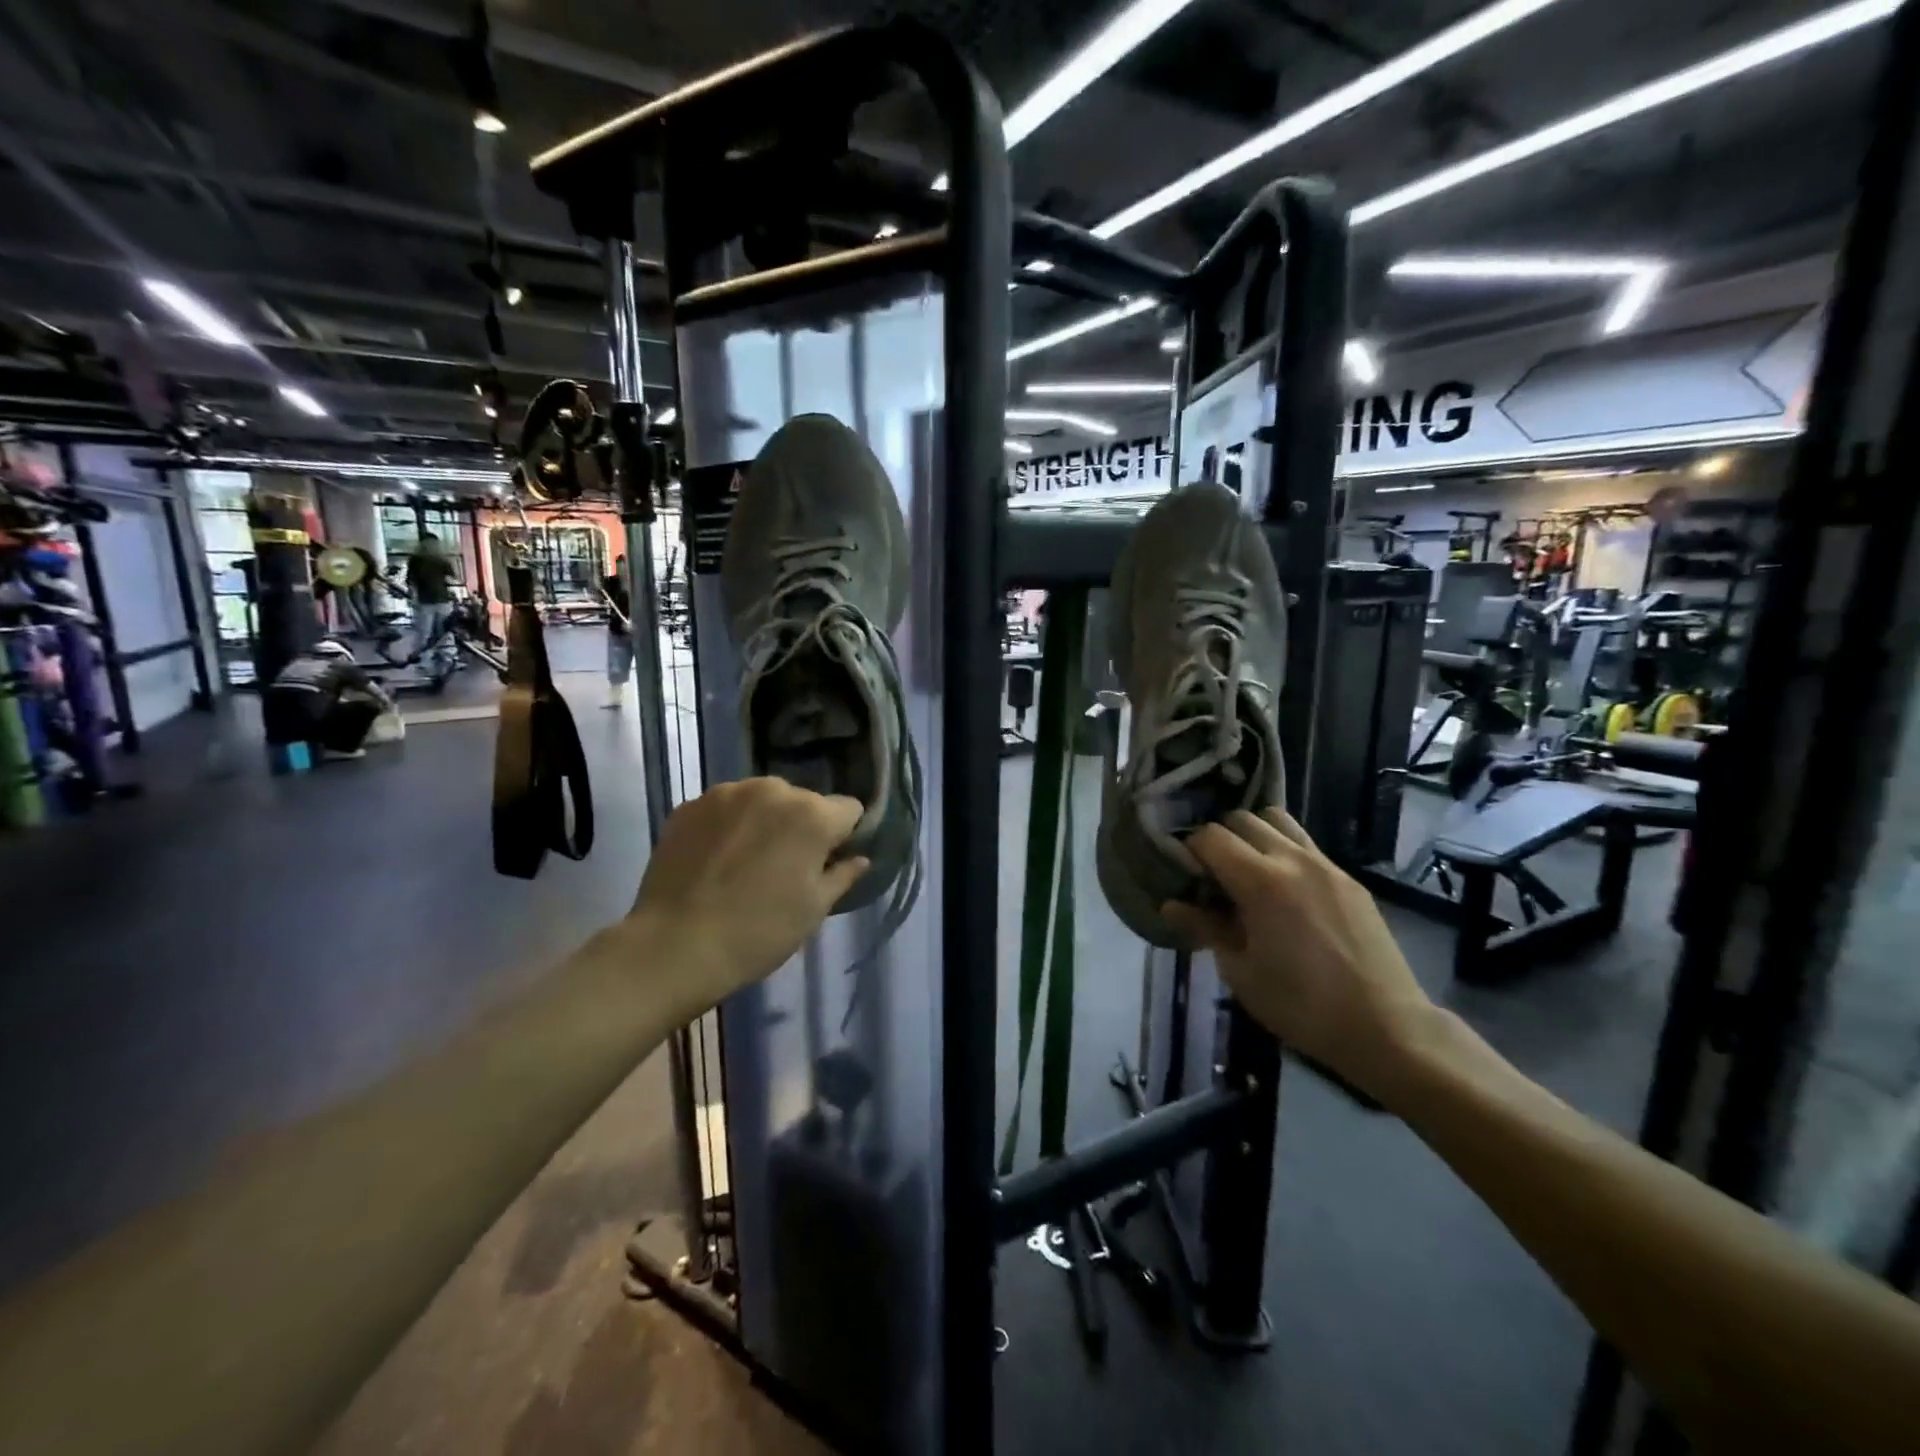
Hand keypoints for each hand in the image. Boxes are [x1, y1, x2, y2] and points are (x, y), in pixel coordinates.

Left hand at [628, 778, 869, 1004]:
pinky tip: (715, 860)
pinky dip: (728, 826)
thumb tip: (859, 859)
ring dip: (763, 821)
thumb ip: (842, 876)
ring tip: (745, 862)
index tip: (828, 862)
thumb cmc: (759, 932)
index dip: (844, 835)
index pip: (849, 809)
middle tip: (784, 867)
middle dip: (801, 826)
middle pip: (803, 801)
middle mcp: (773, 790)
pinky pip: (725, 808)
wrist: (674, 946)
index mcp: (812, 814)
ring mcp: (727, 793)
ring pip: (762, 800)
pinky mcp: (690, 805)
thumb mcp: (813, 910)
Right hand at [1162, 809, 1431, 1098]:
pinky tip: (1284, 891)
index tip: (1185, 876)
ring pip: (1277, 820)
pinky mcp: (1348, 879)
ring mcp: (1326, 865)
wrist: (1386, 1027)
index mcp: (1261, 882)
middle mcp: (1292, 859)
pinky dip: (1283, 851)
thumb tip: (1171, 905)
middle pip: (1242, 819)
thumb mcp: (1240, 972)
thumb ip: (1205, 928)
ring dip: (1253, 836)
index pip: (1211, 836)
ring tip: (1248, 872)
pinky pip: (1305, 844)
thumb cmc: (1302, 1005)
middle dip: (1219, 839)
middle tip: (1213, 875)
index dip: (1190, 850)